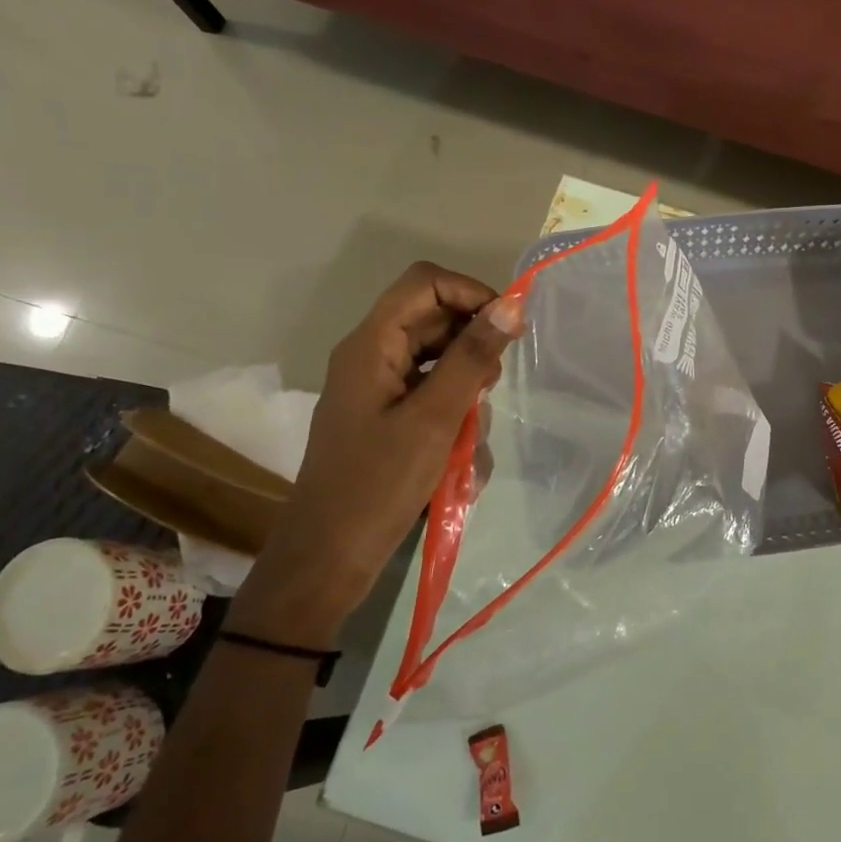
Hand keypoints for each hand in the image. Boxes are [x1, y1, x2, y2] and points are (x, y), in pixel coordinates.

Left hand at [228, 263, 523, 647]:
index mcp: (371, 344)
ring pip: (440, 364)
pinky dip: (454, 420)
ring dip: (467, 393)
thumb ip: (472, 358)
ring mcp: (380, 390)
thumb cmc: (378, 485)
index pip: (426, 282)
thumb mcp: (434, 418)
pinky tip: (461, 460)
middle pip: (435, 322)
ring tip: (470, 437)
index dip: (471, 293)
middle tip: (489, 391)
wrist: (329, 558)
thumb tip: (511, 305)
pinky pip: (432, 399)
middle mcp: (372, 357)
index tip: (509, 329)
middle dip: (472, 351)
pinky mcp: (388, 420)